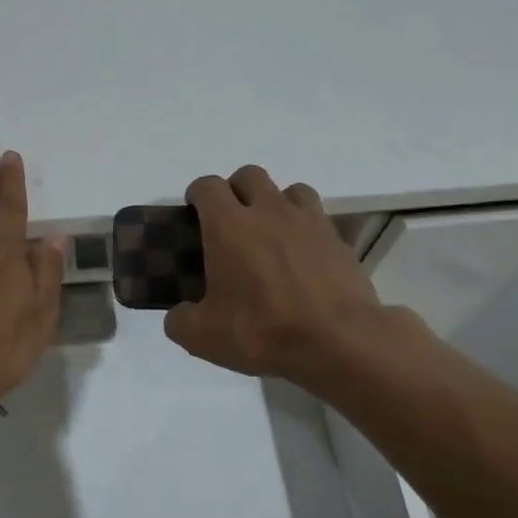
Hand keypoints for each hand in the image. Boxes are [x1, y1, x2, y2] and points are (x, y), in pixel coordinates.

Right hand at [164, 165, 402, 387]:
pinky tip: (303, 258)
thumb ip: (180, 321)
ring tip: (271, 234)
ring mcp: (309, 222)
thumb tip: (179, 316)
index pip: (207, 186)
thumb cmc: (263, 331)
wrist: (339, 343)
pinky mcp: (338, 240)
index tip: (193, 214)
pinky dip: (306, 229)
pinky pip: (318, 219)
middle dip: (236, 190)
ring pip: (289, 190)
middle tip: (231, 222)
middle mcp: (269, 211)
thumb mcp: (204, 337)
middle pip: (249, 175)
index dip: (197, 195)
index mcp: (229, 225)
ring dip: (276, 203)